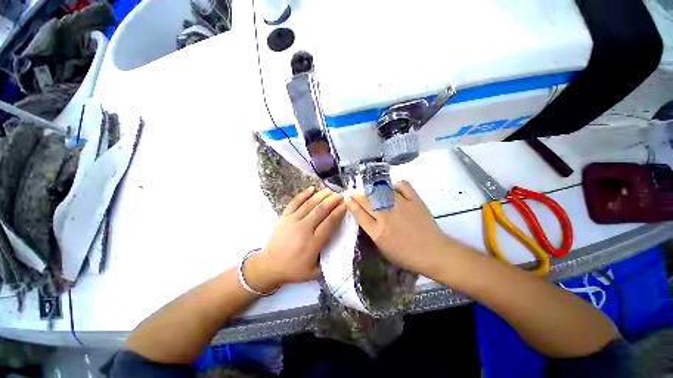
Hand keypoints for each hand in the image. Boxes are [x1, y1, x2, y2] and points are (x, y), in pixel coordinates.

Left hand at [245, 187, 345, 292]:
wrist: (269, 266)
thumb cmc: (293, 270)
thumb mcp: (314, 271)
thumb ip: (328, 259)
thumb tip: (339, 245)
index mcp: (313, 243)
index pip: (329, 223)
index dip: (338, 212)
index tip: (345, 205)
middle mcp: (303, 229)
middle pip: (321, 210)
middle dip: (333, 201)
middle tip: (341, 195)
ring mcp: (292, 221)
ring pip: (309, 204)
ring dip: (321, 195)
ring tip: (330, 190)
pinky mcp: (284, 217)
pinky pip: (295, 202)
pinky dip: (303, 194)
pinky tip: (311, 188)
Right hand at [347, 181, 448, 275]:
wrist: (433, 252)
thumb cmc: (406, 255)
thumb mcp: (383, 248)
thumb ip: (372, 231)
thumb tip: (364, 216)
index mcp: (378, 231)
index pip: (359, 214)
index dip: (352, 205)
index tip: (348, 199)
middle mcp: (386, 216)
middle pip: (367, 201)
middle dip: (357, 195)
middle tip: (354, 193)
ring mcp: (401, 205)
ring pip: (381, 191)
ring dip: (373, 190)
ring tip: (372, 192)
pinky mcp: (414, 200)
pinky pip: (403, 185)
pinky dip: (397, 185)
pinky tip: (394, 190)